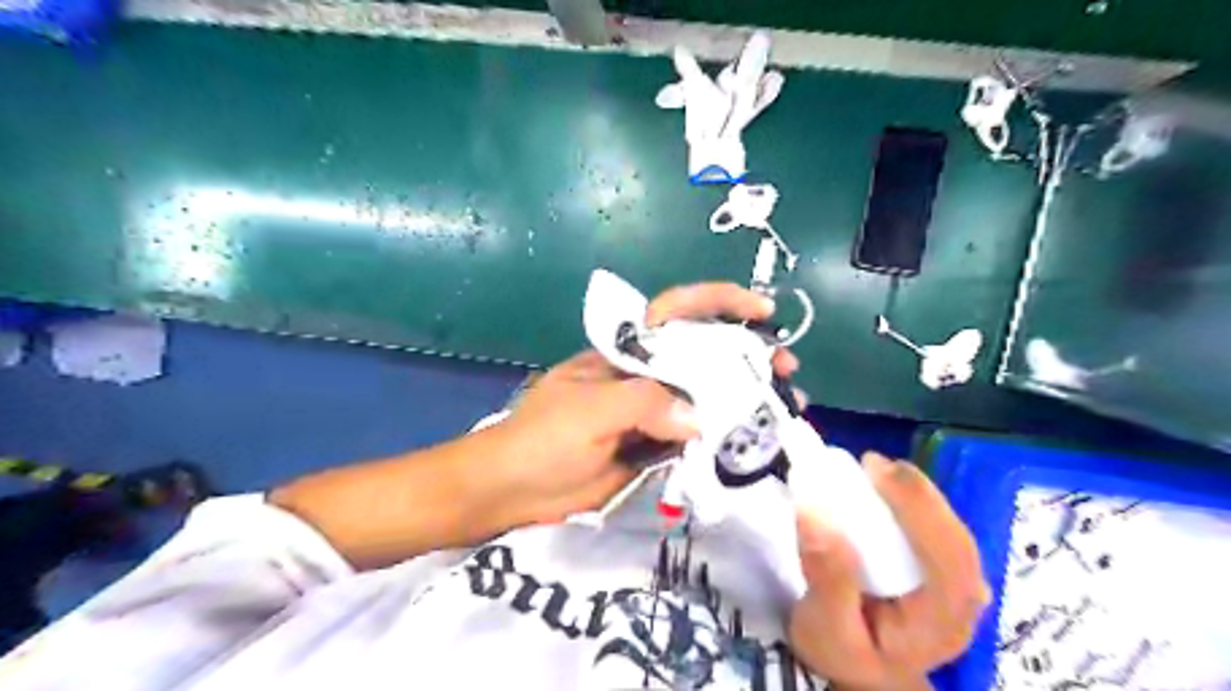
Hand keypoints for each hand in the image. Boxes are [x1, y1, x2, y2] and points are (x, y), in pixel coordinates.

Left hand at [493, 280, 803, 522]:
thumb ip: (643, 404)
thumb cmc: (540, 438)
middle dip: (747, 355)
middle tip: (786, 370)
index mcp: (628, 353)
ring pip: (706, 398)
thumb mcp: (588, 411)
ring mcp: (653, 413)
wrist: (510, 491)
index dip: (720, 303)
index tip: (762, 310)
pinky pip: (697, 438)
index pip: (677, 312)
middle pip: (704, 355)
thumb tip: (699, 420)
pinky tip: (753, 445)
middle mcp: (646, 376)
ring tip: (785, 409)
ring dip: (745, 400)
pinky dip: (726, 439)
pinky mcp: (655, 448)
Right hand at [787, 452, 988, 689]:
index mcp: (941, 624)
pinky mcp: (943, 568)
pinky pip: (937, 527)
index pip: (948, 560)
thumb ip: (826, 578)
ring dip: (915, 492)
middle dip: (916, 494)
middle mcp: (963, 602)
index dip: (918, 510)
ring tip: (875, 468)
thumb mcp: (824, 628)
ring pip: (951, 528)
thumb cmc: (843, 653)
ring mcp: (959, 584)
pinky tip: (884, 486)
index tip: (875, 473)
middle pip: (955, 538)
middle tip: (871, 463)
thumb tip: (815, 514)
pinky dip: (912, 500)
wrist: (862, 672)